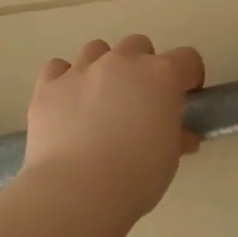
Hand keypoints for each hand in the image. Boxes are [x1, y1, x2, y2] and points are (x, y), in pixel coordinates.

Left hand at [21, 34, 205, 219]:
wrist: (77, 191)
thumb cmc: (136, 176)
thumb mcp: (169, 158)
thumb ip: (176, 137)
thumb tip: (182, 136)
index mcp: (161, 76)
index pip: (187, 59)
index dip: (189, 76)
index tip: (185, 96)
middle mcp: (122, 62)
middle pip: (138, 45)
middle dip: (143, 66)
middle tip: (140, 100)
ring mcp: (82, 70)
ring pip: (97, 49)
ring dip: (103, 67)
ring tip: (100, 99)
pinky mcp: (49, 85)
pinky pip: (58, 68)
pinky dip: (65, 79)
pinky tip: (67, 103)